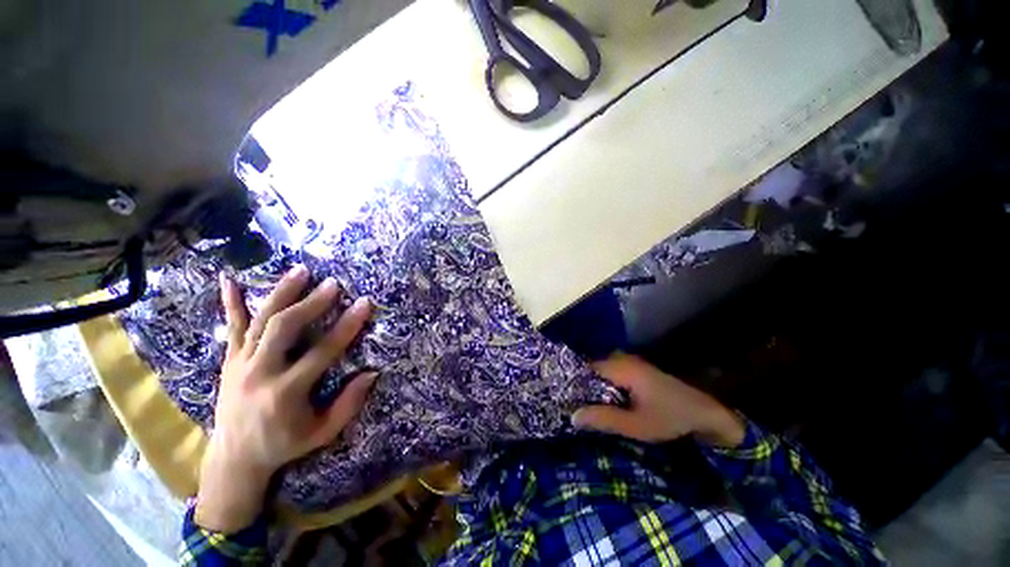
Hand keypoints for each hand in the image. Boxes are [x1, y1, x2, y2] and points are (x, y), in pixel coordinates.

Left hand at [195, 265, 376, 531]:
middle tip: (332, 283)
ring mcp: (241, 364)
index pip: (323, 351)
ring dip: (281, 293)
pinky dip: (231, 303)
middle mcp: (260, 373)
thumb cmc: (284, 444)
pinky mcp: (229, 361)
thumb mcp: (323, 432)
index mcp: (286, 392)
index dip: (347, 325)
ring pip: (261, 321)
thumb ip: (348, 404)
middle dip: (311, 302)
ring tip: (300, 271)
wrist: (234, 459)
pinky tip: (229, 280)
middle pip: (285, 328)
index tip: (364, 303)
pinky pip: (231, 328)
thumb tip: (372, 373)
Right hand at [573, 353, 744, 447]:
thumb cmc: (670, 418)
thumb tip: (572, 415)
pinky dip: (605, 385)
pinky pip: (612, 373)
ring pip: (602, 371)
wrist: (705, 413)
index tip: (564, 398)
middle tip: (572, 404)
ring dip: (594, 386)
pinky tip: (604, 400)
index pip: (587, 368)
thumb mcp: (635, 425)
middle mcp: (623, 359)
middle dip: (582, 385)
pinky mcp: (637, 369)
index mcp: (621, 368)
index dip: (574, 382)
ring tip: (584, 403)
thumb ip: (603, 419)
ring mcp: (631, 362)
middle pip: (593, 368)